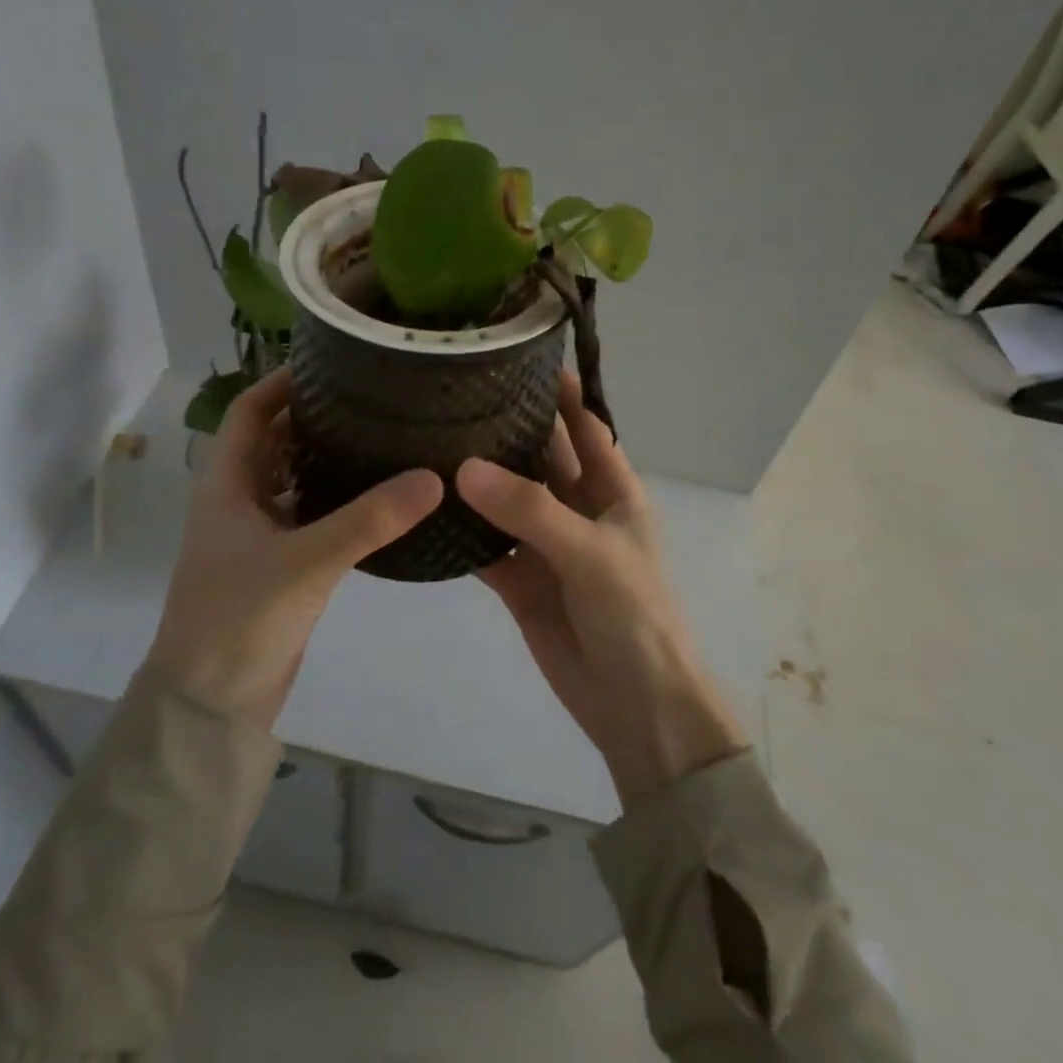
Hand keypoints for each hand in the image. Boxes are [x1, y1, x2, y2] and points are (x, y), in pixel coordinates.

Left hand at [148, 369, 442, 727]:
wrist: (210, 706)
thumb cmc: (240, 618)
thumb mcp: (307, 561)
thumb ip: (370, 519)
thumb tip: (433, 478)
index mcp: (225, 484)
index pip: (247, 412)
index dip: (280, 382)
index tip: (329, 363)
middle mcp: (237, 500)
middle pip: (273, 440)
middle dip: (312, 415)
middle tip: (369, 396)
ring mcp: (256, 534)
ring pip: (292, 478)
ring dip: (325, 457)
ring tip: (379, 435)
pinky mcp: (277, 565)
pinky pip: (307, 515)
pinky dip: (334, 499)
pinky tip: (375, 496)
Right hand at [456, 371, 746, 803]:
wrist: (636, 707)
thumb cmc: (634, 615)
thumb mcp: (590, 552)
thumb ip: (529, 509)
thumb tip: (462, 468)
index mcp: (614, 492)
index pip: (587, 428)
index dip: (562, 395)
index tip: (523, 356)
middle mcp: (578, 511)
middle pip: (540, 459)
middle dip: (507, 431)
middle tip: (454, 395)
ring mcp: (546, 546)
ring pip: (506, 501)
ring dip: (476, 481)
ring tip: (428, 442)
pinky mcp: (520, 582)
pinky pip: (486, 548)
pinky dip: (461, 534)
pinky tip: (425, 511)